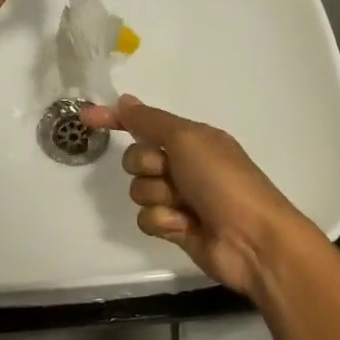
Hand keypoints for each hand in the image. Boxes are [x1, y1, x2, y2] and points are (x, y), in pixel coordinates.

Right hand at [82, 95, 317, 295]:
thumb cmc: (223, 181)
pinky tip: (185, 226)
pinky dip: (163, 221)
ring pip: (140, 191)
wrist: (252, 239)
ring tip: (185, 206)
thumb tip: (125, 100)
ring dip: (158, 196)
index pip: (144, 124)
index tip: (86, 117)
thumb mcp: (187, 139)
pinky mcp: (175, 228)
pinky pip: (147, 218)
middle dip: (147, 166)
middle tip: (171, 173)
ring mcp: (180, 198)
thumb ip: (151, 121)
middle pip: (136, 159)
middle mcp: (184, 165)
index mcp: (191, 139)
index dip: (116, 120)